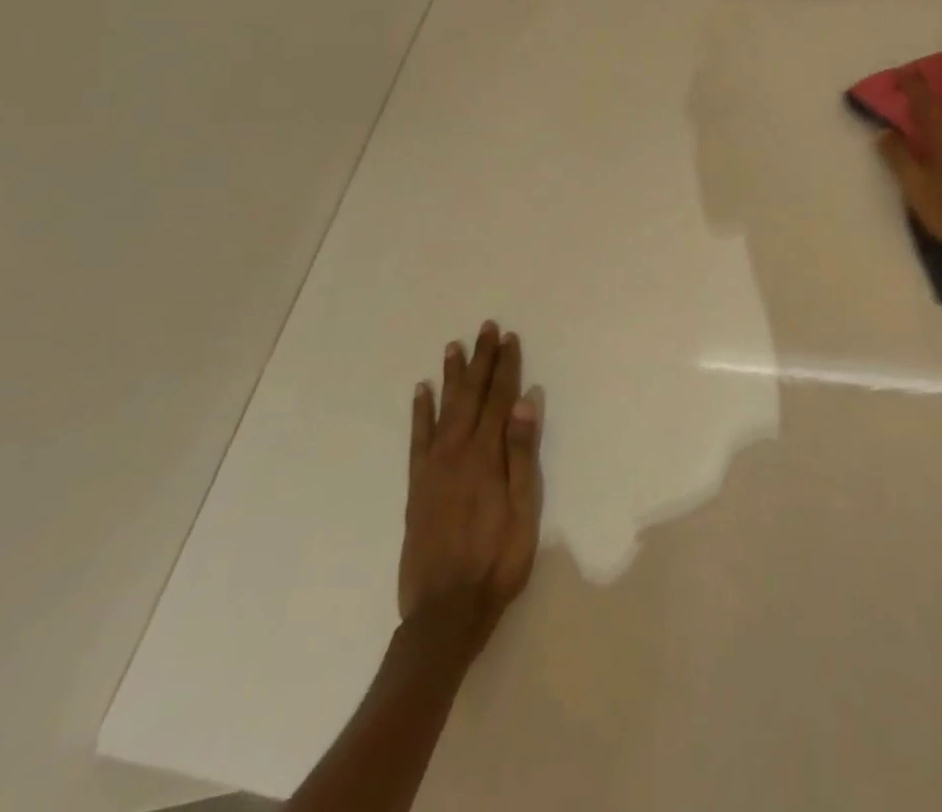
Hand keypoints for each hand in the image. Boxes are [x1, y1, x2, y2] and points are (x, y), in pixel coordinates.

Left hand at [399, 322, 542, 654]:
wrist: (445, 613)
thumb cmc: (497, 560)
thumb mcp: (524, 510)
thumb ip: (522, 454)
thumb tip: (525, 402)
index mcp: (486, 456)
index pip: (499, 399)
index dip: (506, 367)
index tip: (510, 338)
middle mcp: (457, 452)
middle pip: (471, 396)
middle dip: (481, 360)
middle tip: (486, 328)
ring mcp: (433, 468)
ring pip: (444, 409)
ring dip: (451, 376)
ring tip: (454, 347)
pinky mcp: (416, 486)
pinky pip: (417, 439)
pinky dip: (420, 412)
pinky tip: (421, 392)